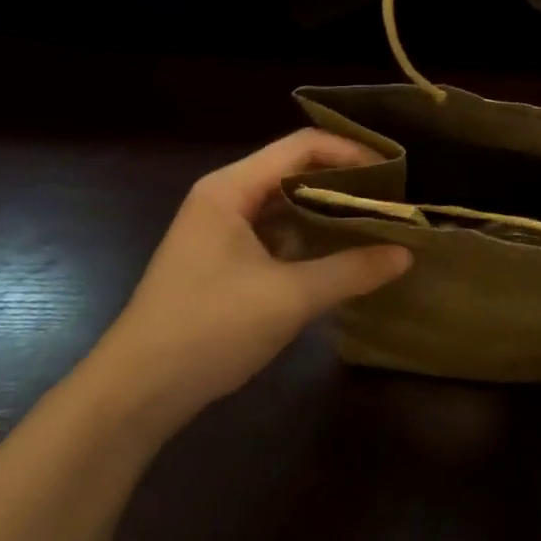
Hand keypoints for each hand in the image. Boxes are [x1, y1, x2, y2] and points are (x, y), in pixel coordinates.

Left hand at [79, 130, 409, 434]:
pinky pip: (279, 231)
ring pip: (289, 202)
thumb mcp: (289, 297)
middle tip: (396, 196)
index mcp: (231, 188)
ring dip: (332, 208)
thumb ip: (352, 270)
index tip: (396, 171)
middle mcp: (226, 198)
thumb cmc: (208, 329)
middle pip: (297, 169)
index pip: (303, 146)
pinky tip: (345, 252)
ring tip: (380, 220)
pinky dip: (313, 235)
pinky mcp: (225, 260)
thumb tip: (407, 253)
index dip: (352, 151)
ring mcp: (223, 230)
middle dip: (347, 180)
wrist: (134, 395)